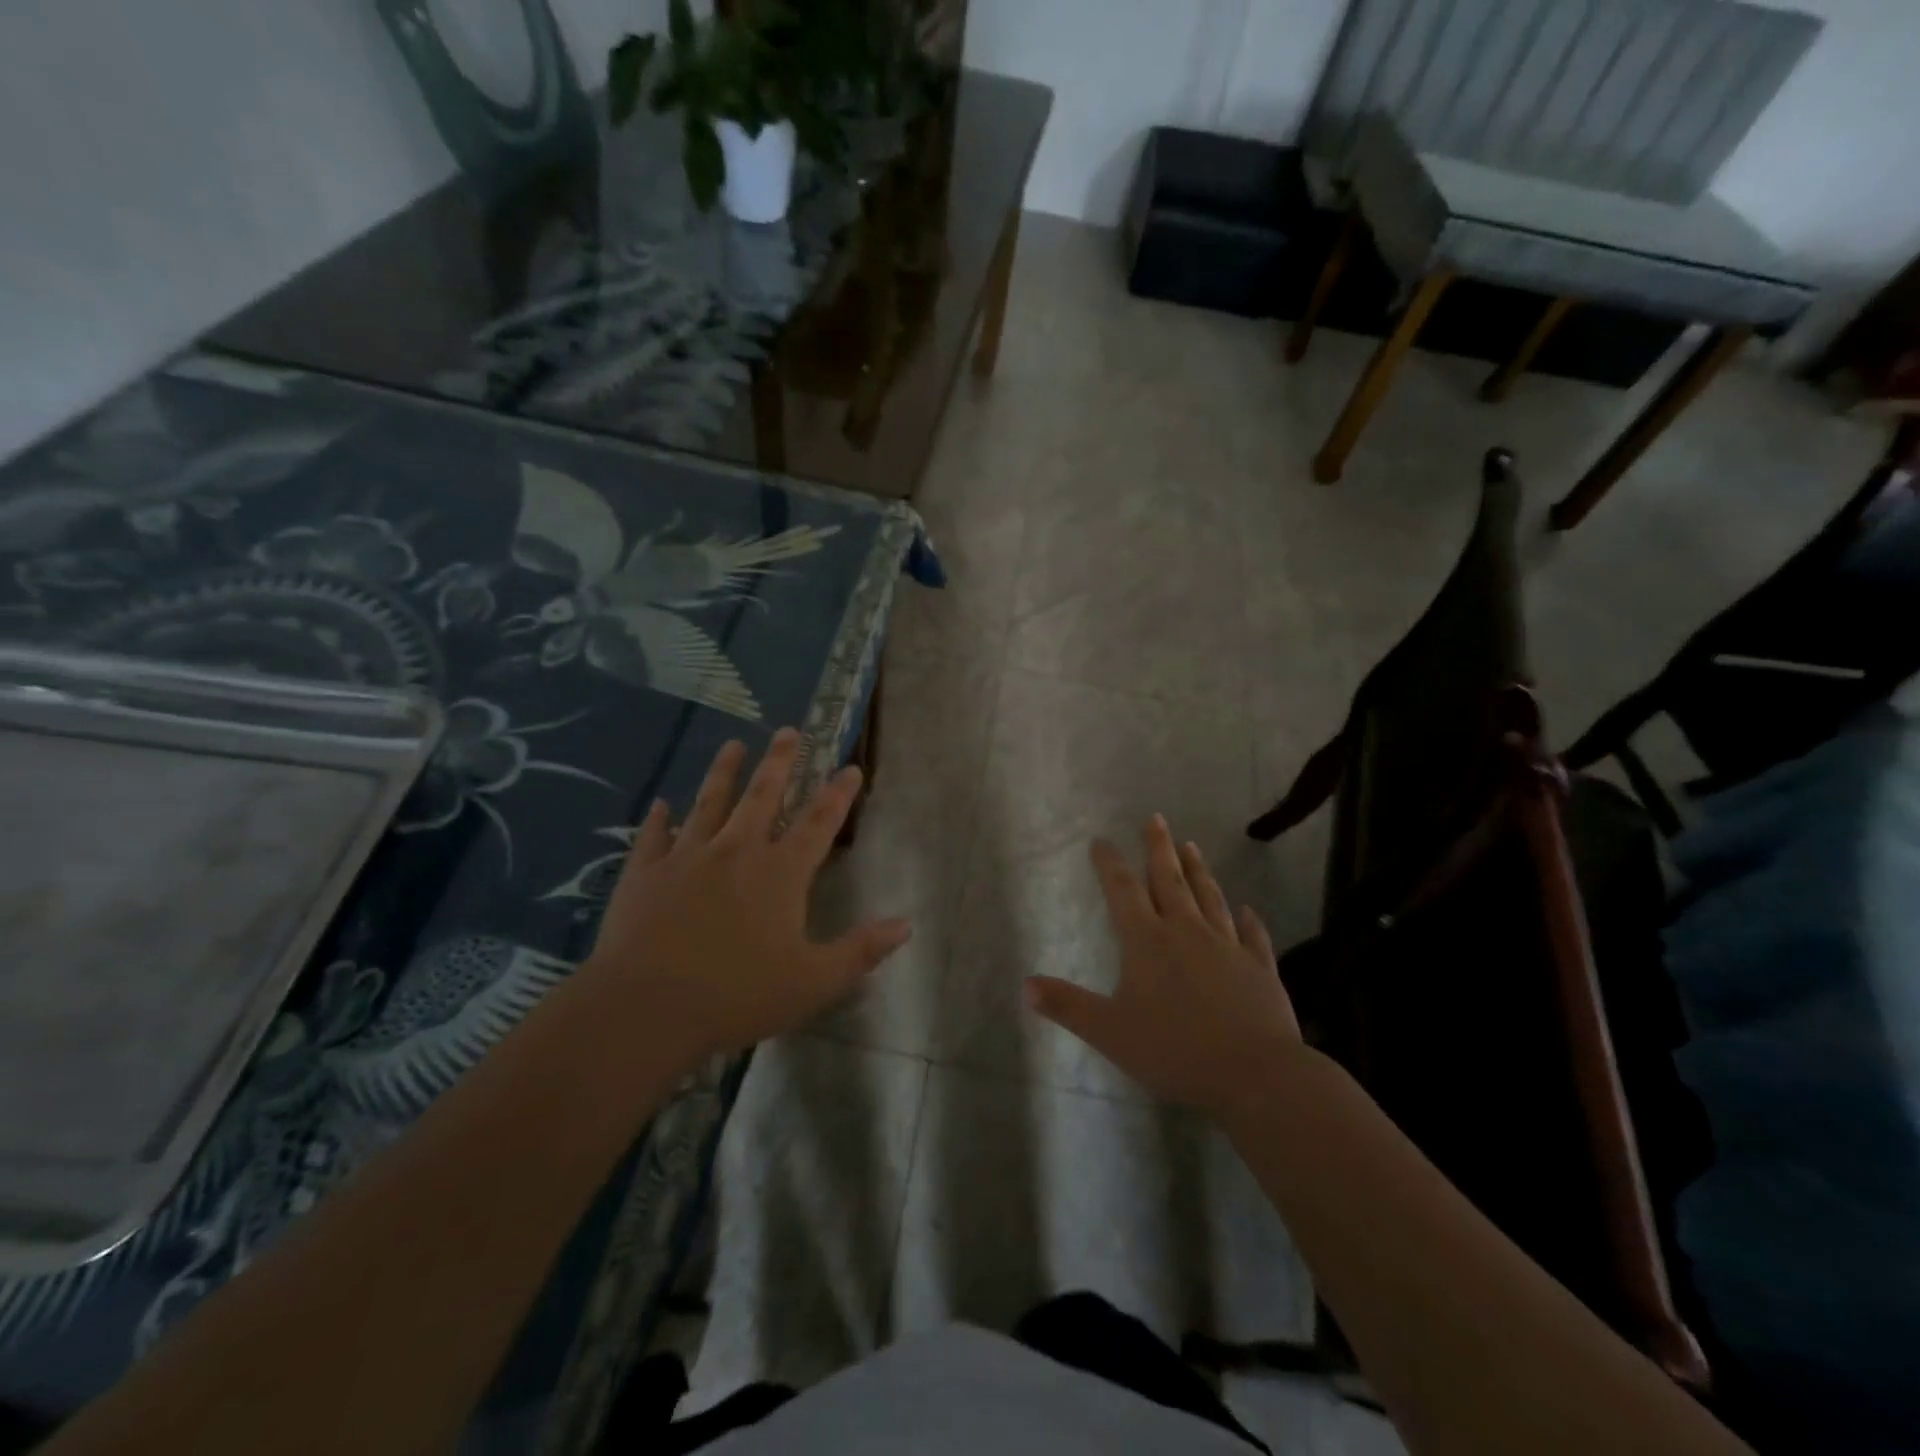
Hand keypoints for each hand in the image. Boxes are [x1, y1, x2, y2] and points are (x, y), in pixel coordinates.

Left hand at [580, 729, 911, 1062]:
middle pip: (762, 796)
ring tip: (733, 744)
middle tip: (788, 731)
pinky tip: (660, 805)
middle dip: (779, 762)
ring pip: (709, 803)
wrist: (645, 1008)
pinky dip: (658, 820)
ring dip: (723, 772)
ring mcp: (686, 858)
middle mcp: (736, 852)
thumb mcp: (813, 981)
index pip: (818, 823)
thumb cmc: (737, 995)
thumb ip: (860, 951)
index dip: (838, 794)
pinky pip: (654, 838)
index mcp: (779, 874)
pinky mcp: (644, 874)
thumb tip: (905, 925)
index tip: (850, 767)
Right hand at [1025, 816, 1301, 1121]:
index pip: (1123, 891)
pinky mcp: (1258, 968)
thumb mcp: (1108, 1031)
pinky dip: (1248, 921)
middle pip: (1170, 881)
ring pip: (1209, 898)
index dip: (1109, 864)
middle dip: (1159, 848)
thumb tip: (1025, 985)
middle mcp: (1187, 932)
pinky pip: (1252, 936)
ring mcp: (1227, 946)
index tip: (1101, 840)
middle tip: (1156, 819)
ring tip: (1192, 846)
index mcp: (1147, 941)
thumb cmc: (1173, 1049)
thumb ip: (1068, 1005)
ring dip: (1198, 871)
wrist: (1253, 1073)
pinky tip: (1248, 910)